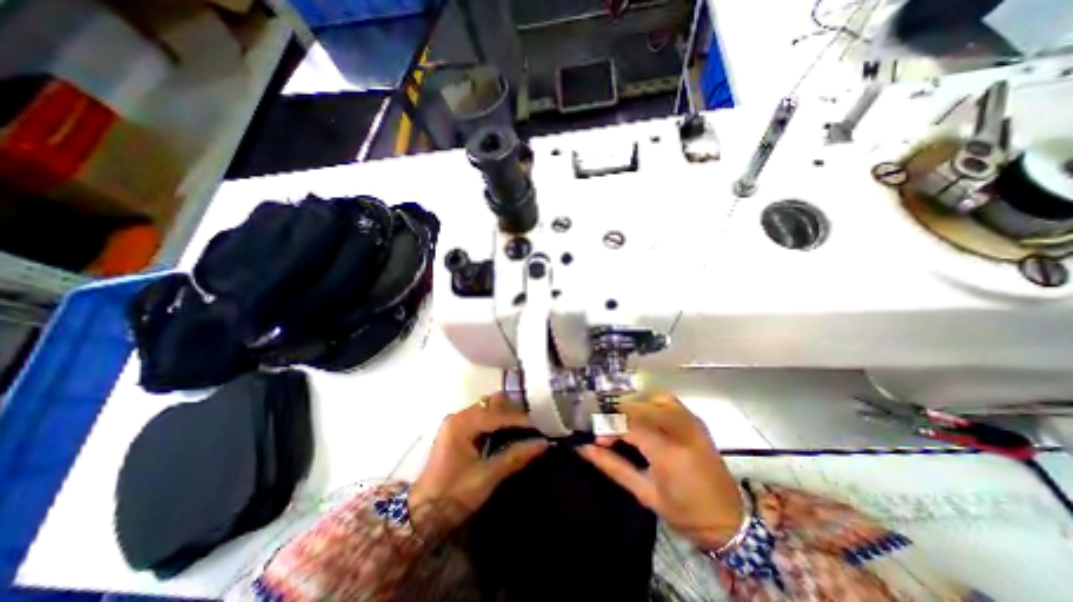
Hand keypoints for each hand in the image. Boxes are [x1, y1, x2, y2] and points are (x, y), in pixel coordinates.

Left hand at [410, 394, 548, 536]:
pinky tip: (509, 431)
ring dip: (506, 414)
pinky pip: (482, 416)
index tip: (541, 426)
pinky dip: (497, 420)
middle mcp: (459, 416)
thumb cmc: (453, 495)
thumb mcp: (487, 477)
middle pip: (493, 403)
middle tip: (534, 424)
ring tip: (525, 427)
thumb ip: (515, 456)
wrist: (421, 516)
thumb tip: (543, 444)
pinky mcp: (457, 430)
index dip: (521, 420)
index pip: (499, 414)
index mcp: (463, 423)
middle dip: (514, 411)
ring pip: (488, 407)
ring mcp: (457, 422)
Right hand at [579, 390, 746, 549]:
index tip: (597, 439)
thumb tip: (584, 449)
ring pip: (650, 397)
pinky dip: (648, 402)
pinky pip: (665, 399)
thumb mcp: (645, 493)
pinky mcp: (695, 419)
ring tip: (622, 423)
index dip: (607, 427)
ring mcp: (690, 420)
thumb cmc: (685, 512)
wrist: (731, 519)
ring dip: (631, 407)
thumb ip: (613, 466)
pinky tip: (642, 416)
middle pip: (637, 406)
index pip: (627, 424)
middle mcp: (679, 428)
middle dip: (615, 416)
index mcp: (667, 451)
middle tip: (607, 432)